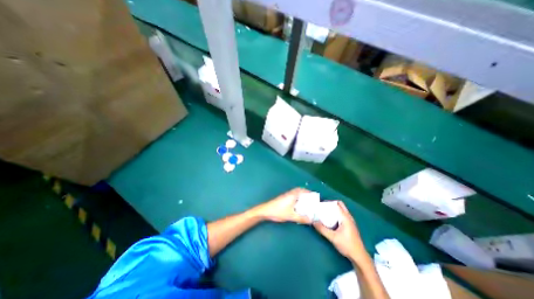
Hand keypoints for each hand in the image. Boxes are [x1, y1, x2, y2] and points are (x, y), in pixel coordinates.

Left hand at [255, 186, 312, 223]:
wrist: (265, 211)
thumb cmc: (278, 211)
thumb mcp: (291, 216)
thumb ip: (302, 218)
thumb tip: (312, 220)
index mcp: (293, 195)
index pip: (303, 190)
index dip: (310, 193)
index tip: (316, 197)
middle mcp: (290, 193)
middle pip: (300, 191)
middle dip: (306, 194)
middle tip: (312, 200)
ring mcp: (286, 196)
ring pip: (296, 194)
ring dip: (302, 197)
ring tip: (307, 204)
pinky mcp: (283, 199)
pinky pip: (293, 196)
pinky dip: (298, 199)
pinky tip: (299, 206)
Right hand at [313, 201, 367, 260]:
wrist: (359, 257)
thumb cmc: (347, 245)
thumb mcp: (333, 237)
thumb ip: (322, 229)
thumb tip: (313, 222)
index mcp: (345, 217)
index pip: (337, 204)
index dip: (328, 202)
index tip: (320, 204)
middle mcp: (349, 217)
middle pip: (340, 205)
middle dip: (331, 204)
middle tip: (323, 207)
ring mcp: (350, 221)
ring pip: (342, 210)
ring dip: (334, 209)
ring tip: (325, 212)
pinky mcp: (350, 225)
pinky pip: (342, 215)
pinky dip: (336, 213)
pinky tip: (331, 219)